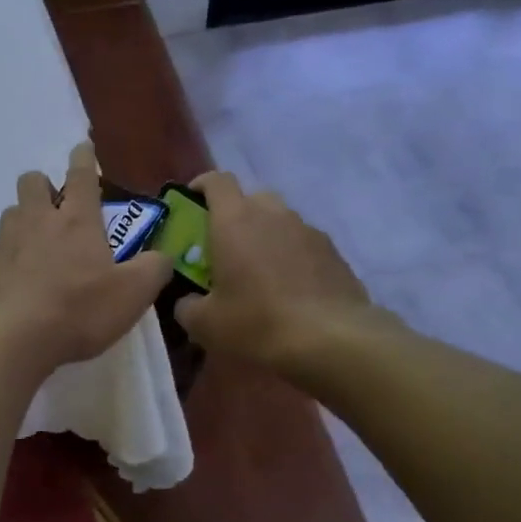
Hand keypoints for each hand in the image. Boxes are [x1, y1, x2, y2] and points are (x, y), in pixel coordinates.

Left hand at [0, 142, 173, 375]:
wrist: (6, 339)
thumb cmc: (76, 310)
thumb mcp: (131, 295)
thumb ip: (153, 270)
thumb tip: (163, 256)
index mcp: (76, 222)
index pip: (81, 175)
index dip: (83, 158)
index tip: (83, 148)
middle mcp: (36, 222)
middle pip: (32, 182)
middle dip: (43, 185)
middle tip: (56, 208)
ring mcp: (3, 245)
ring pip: (11, 215)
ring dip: (24, 222)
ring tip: (37, 249)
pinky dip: (7, 262)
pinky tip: (16, 289)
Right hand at [172, 172, 374, 372]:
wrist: (334, 340)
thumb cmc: (258, 323)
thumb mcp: (206, 324)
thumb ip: (187, 306)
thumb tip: (187, 301)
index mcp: (234, 220)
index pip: (216, 181)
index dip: (200, 187)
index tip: (191, 206)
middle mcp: (272, 214)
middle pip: (250, 198)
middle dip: (235, 216)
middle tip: (224, 249)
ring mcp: (307, 230)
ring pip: (279, 221)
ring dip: (265, 237)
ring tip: (260, 274)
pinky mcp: (334, 252)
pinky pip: (303, 244)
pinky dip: (292, 257)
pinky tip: (291, 290)